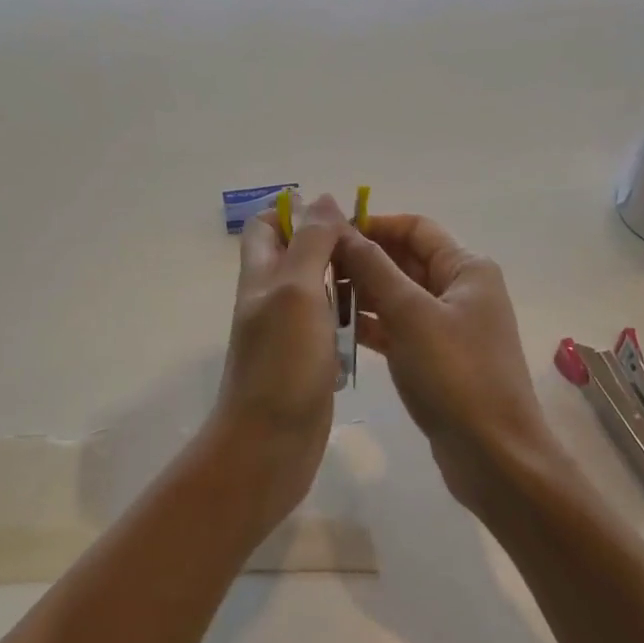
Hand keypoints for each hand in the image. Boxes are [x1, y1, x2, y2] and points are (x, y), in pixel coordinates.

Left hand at [201, 194, 346, 538]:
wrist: (270, 443)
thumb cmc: (282, 362)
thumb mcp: (296, 290)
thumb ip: (309, 243)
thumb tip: (321, 198)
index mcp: (260, 275)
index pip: (266, 226)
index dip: (297, 213)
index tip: (340, 218)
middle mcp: (271, 298)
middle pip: (297, 255)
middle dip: (332, 245)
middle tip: (374, 250)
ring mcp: (288, 332)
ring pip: (318, 291)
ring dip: (345, 282)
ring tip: (383, 282)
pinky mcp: (307, 360)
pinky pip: (329, 327)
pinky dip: (349, 320)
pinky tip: (375, 324)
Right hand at [337, 214, 557, 515]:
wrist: (493, 455)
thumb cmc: (455, 374)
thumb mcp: (410, 314)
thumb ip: (374, 268)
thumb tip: (341, 228)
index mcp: (466, 268)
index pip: (415, 228)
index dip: (373, 225)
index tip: (329, 233)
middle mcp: (460, 290)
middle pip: (405, 260)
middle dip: (362, 259)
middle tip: (314, 265)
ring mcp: (449, 326)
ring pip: (398, 295)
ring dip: (362, 292)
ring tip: (317, 295)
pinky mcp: (436, 358)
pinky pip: (398, 328)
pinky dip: (372, 324)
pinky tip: (335, 328)